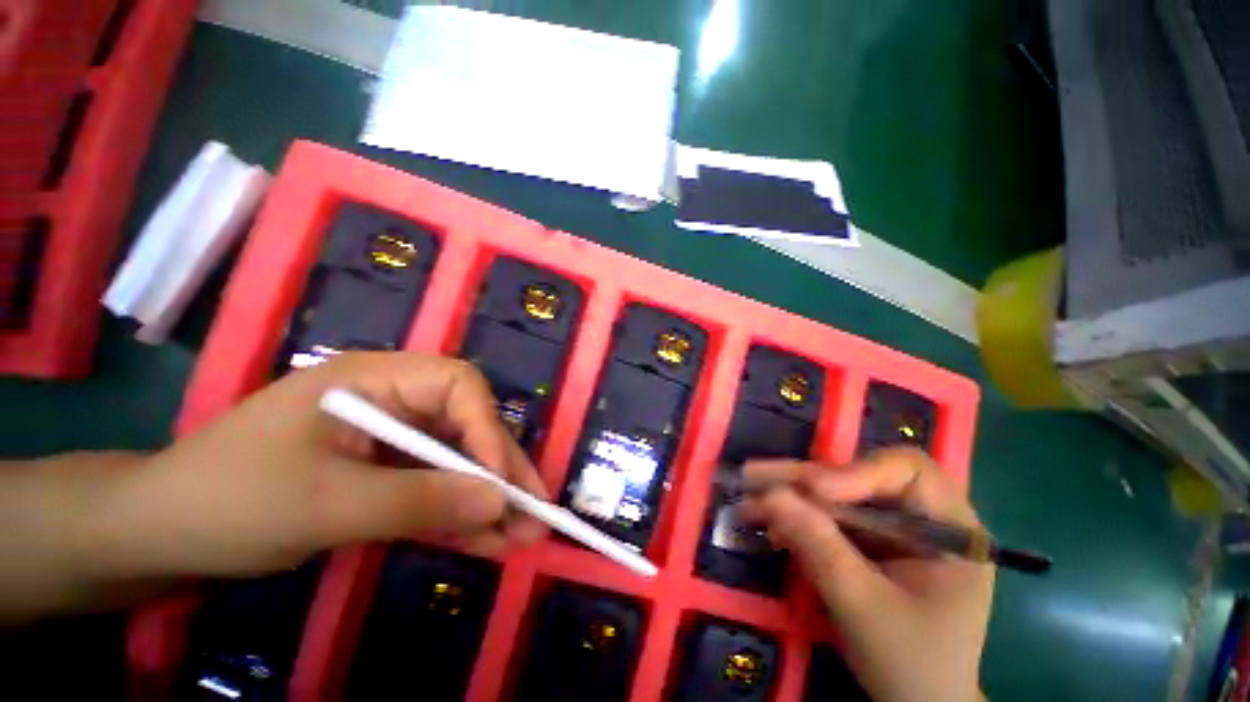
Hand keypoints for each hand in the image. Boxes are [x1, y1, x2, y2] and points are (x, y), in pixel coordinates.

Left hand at [89, 352, 547, 580]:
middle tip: (535, 510)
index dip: (488, 428)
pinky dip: (458, 515)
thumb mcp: (325, 506)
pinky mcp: (384, 472)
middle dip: (501, 469)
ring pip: (456, 461)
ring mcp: (389, 438)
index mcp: (374, 379)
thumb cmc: (227, 502)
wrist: (158, 536)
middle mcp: (392, 400)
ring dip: (488, 499)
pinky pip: (433, 488)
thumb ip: (419, 501)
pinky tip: (487, 541)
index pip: (457, 386)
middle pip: (467, 425)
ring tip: (524, 534)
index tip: (503, 482)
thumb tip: (499, 503)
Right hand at [740, 448, 992, 701]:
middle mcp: (921, 517)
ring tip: (749, 495)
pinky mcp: (867, 542)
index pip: (907, 470)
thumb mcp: (865, 608)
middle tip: (755, 476)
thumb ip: (820, 549)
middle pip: (859, 477)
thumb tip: (770, 495)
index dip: (857, 471)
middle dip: (805, 479)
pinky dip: (795, 518)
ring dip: (791, 496)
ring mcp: (892, 529)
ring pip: (836, 494)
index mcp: (951, 528)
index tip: (814, 491)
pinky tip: (766, 522)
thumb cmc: (911, 664)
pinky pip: (827, 517)